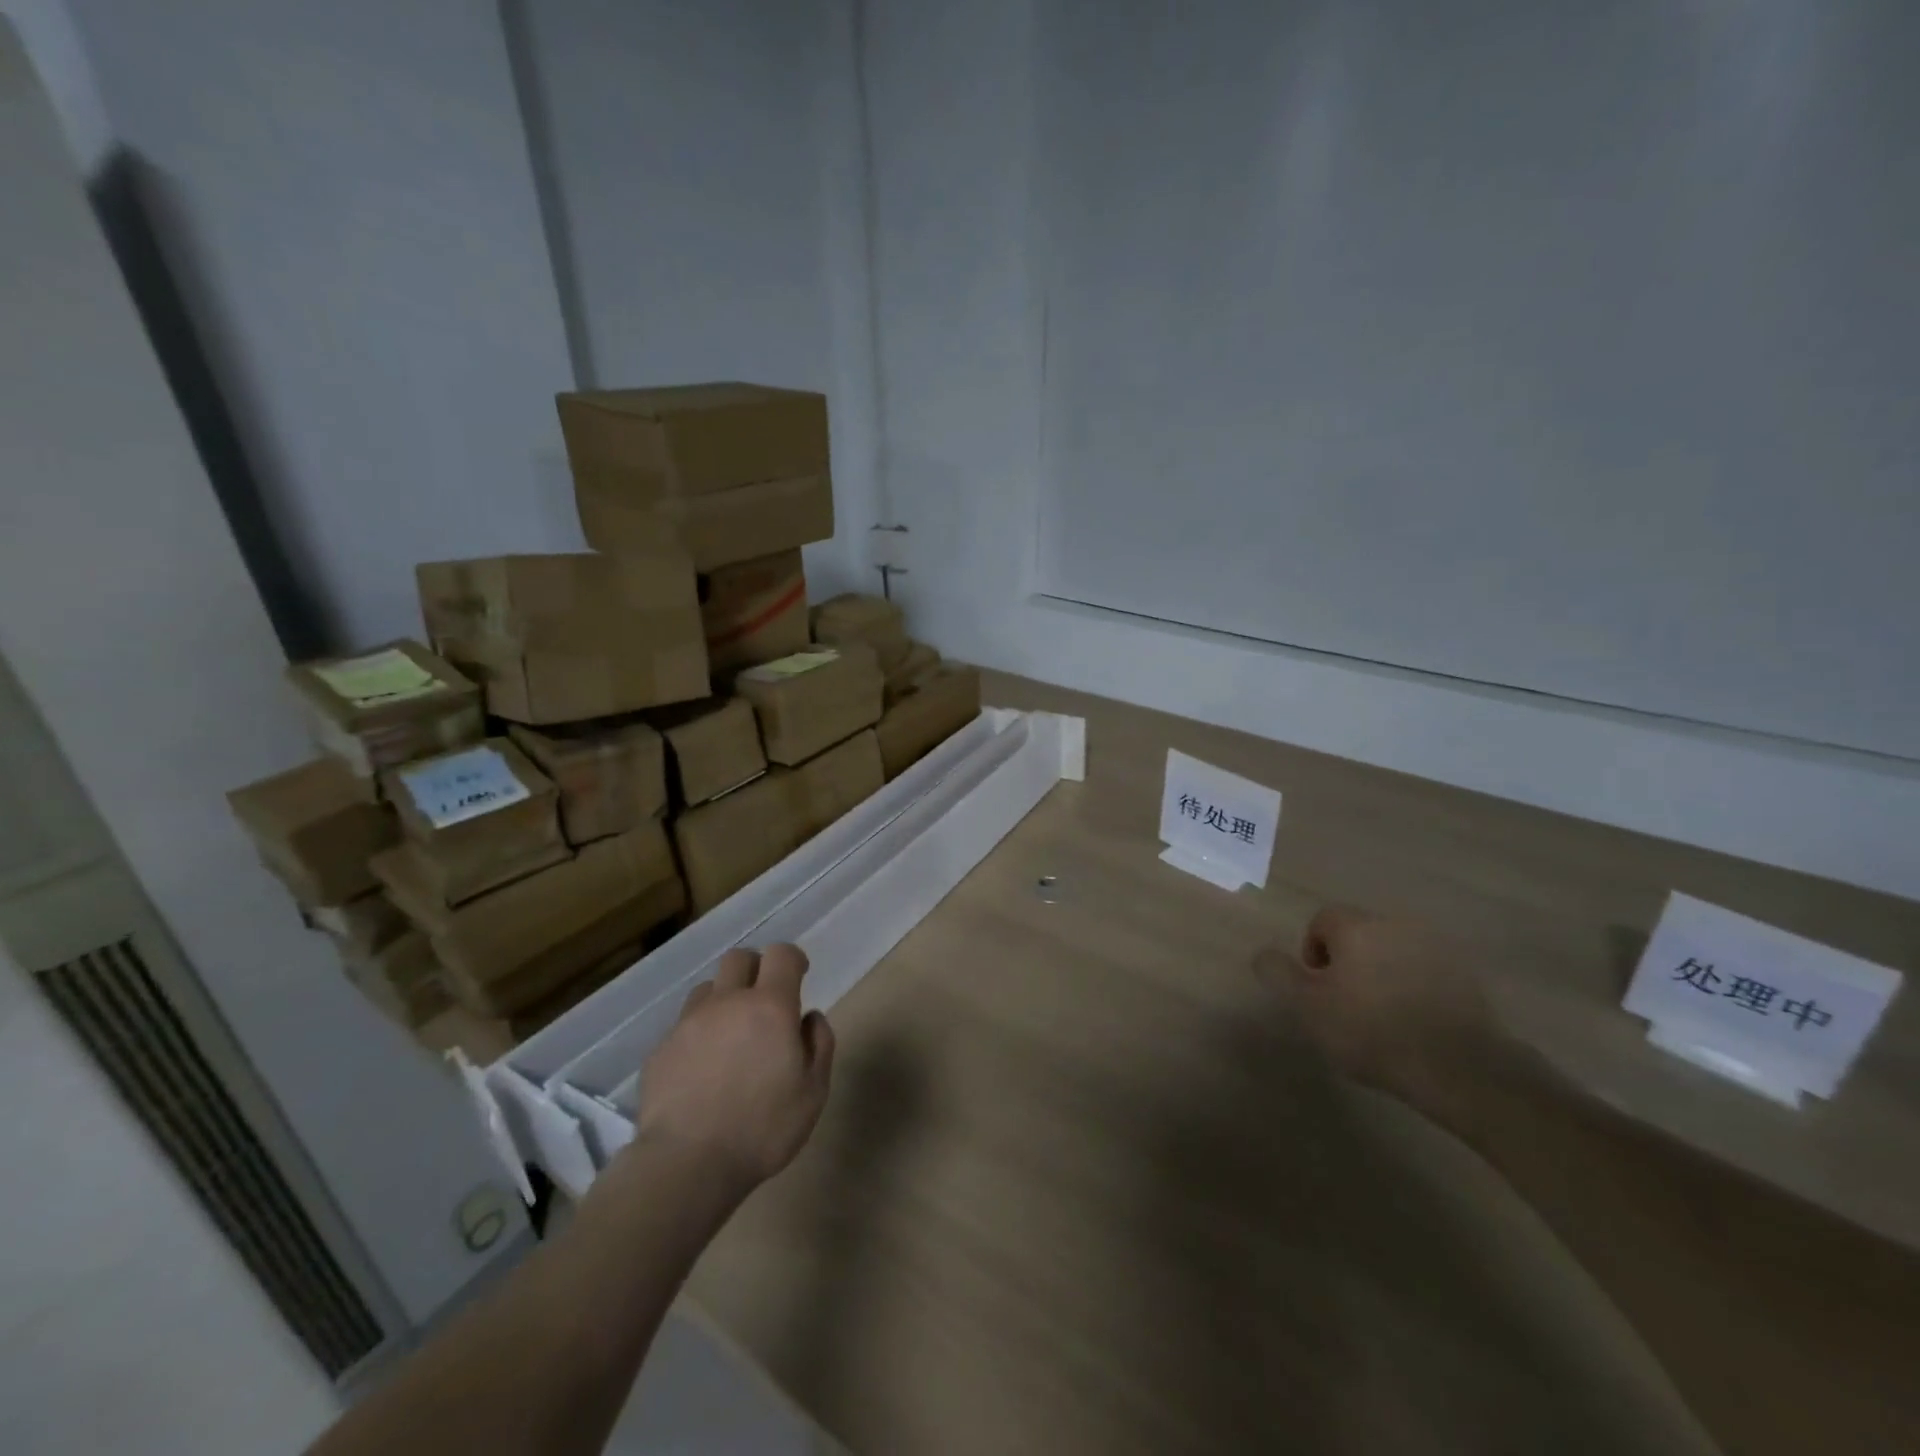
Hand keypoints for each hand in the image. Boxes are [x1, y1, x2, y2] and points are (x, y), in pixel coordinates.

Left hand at [636, 944, 835, 1198]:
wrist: (686, 1165)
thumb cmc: (762, 1128)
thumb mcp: (813, 1092)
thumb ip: (819, 1045)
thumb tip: (809, 1017)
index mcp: (770, 1006)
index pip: (781, 954)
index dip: (792, 959)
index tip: (799, 975)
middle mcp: (727, 1002)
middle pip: (739, 958)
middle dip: (755, 969)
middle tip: (765, 1000)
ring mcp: (688, 1023)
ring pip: (707, 989)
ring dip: (723, 999)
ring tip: (730, 1033)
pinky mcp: (660, 1049)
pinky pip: (683, 1025)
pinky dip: (698, 1033)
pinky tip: (702, 1068)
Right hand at [1263, 906, 1504, 1121]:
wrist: (1458, 1068)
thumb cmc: (1370, 1031)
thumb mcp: (1307, 1006)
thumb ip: (1278, 973)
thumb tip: (1263, 953)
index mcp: (1356, 927)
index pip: (1322, 920)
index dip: (1313, 952)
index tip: (1319, 989)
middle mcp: (1396, 925)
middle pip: (1359, 934)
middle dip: (1349, 962)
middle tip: (1346, 1003)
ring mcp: (1436, 948)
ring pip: (1393, 951)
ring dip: (1382, 972)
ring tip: (1382, 1015)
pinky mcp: (1466, 976)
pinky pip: (1426, 971)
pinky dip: (1415, 987)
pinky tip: (1415, 1022)